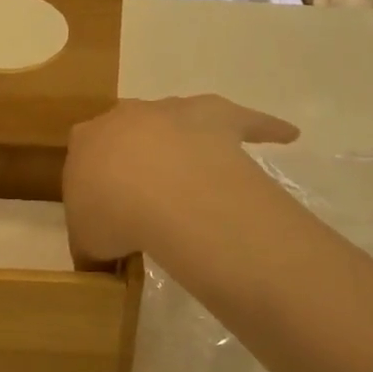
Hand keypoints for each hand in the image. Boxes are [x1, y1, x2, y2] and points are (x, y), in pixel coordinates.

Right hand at [65, 96, 297, 262]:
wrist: (156, 187)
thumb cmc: (110, 213)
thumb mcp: (86, 242)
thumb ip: (90, 245)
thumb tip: (100, 260)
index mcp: (87, 141)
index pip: (85, 150)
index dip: (96, 178)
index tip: (105, 204)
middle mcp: (128, 116)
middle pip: (130, 129)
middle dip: (136, 154)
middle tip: (146, 193)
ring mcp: (174, 111)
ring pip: (181, 116)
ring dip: (186, 139)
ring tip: (198, 171)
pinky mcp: (218, 115)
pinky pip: (245, 121)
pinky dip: (264, 128)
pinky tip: (286, 137)